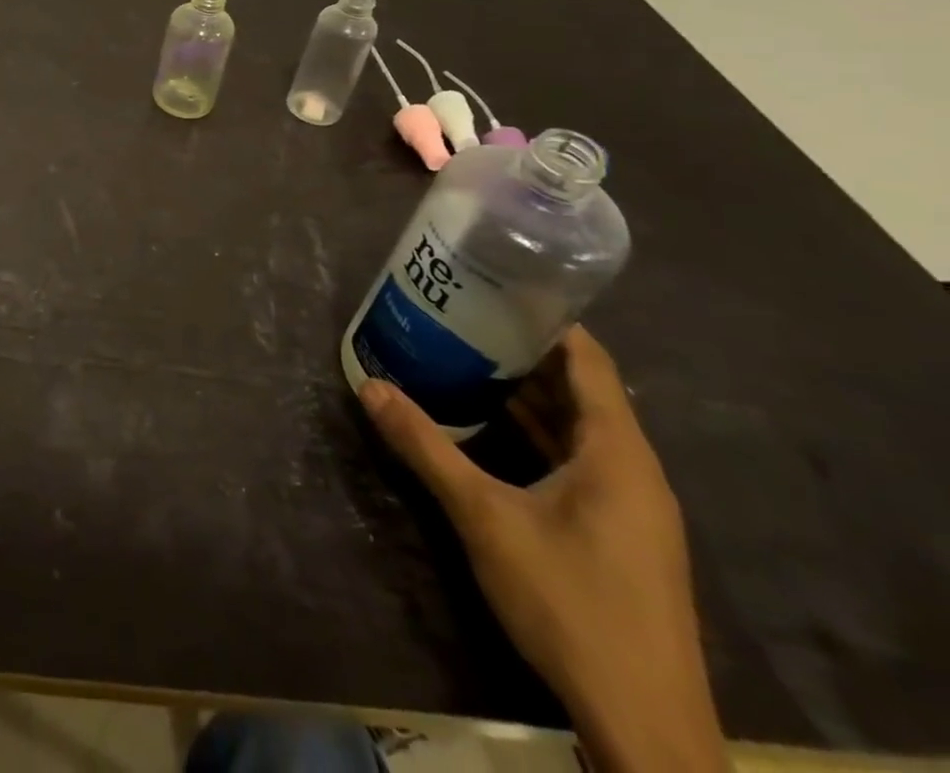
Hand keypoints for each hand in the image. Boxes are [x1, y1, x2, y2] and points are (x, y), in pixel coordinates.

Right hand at [359, 327, 725, 772]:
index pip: (589, 361)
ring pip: (578, 429)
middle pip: (581, 391)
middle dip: (522, 354)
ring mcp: (631, 508)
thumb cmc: (571, 603)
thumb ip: (426, 447)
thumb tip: (370, 386)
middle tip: (460, 319)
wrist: (644, 728)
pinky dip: (536, 435)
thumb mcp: (485, 517)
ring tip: (464, 362)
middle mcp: (634, 471)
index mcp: (618, 454)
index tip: (494, 288)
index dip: (547, 320)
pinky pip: (577, 462)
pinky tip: (489, 431)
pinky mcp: (620, 536)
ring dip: (527, 397)